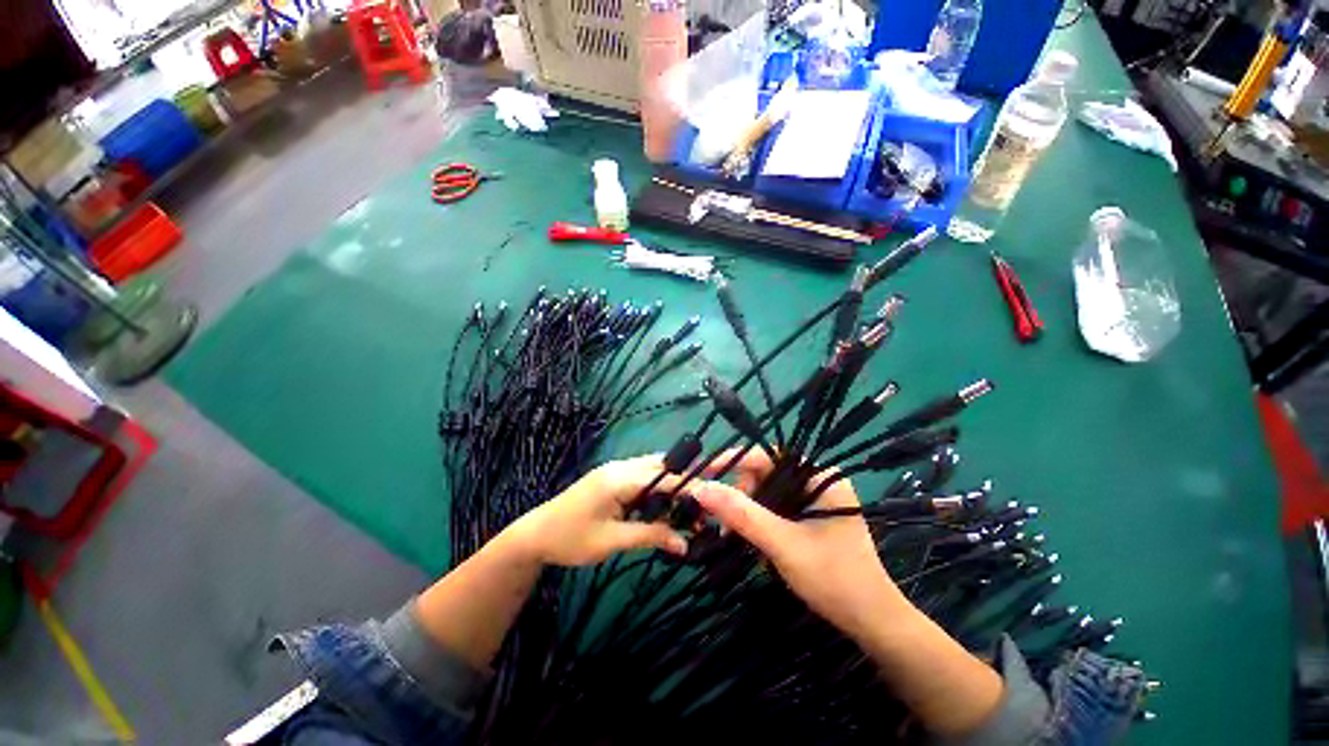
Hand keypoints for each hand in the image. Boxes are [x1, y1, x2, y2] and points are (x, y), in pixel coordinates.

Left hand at [505, 455, 689, 565]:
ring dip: (671, 486)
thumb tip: (685, 544)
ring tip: (688, 509)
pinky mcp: (612, 478)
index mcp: (619, 479)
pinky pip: (642, 477)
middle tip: (703, 506)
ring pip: (653, 470)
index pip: (664, 477)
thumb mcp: (611, 541)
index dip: (689, 487)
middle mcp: (620, 467)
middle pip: (661, 467)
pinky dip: (657, 489)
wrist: (535, 534)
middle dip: (684, 483)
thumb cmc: (570, 539)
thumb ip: (650, 536)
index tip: (712, 501)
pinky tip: (664, 506)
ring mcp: (615, 470)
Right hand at [694, 450, 910, 641]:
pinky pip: (775, 507)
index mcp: (820, 477)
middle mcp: (817, 481)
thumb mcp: (783, 544)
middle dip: (740, 491)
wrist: (872, 623)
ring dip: (746, 508)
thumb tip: (700, 488)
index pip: (769, 455)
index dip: (735, 460)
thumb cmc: (835, 580)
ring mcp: (814, 500)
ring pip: (767, 491)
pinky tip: (746, 534)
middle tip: (721, 516)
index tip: (705, 471)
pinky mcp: (809, 518)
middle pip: (765, 473)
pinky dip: (757, 518)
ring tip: (729, 531)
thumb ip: (742, 514)